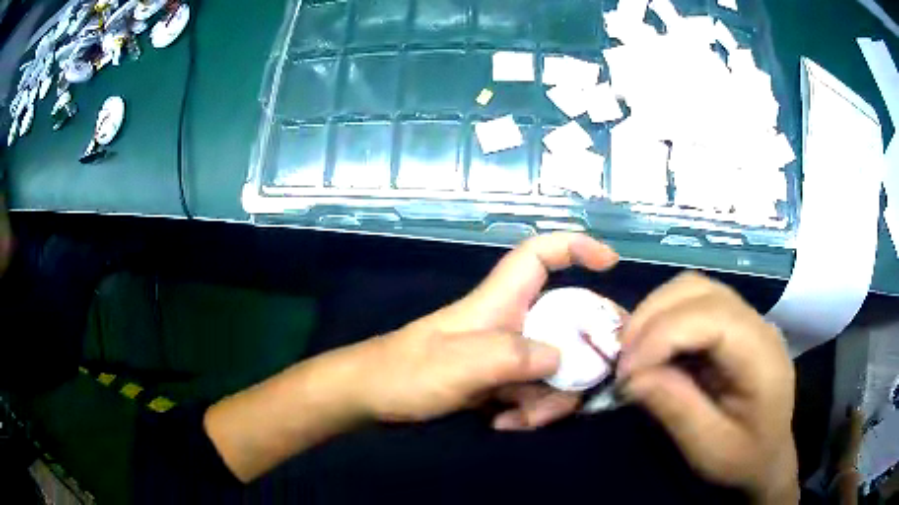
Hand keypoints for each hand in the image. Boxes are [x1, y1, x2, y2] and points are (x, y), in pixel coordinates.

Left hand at [359, 233, 619, 428]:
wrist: (372, 399)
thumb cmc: (406, 372)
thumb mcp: (460, 364)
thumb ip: (513, 357)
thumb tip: (563, 358)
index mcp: (500, 301)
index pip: (540, 255)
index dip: (576, 247)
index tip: (610, 264)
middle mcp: (511, 323)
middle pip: (567, 325)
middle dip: (579, 360)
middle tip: (582, 389)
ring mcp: (506, 355)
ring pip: (555, 367)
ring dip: (548, 400)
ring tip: (518, 419)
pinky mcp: (499, 381)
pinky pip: (534, 391)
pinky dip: (528, 411)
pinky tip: (504, 423)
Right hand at [616, 272, 797, 503]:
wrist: (769, 455)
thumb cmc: (744, 458)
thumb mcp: (710, 449)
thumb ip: (677, 410)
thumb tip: (633, 377)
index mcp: (761, 356)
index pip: (711, 318)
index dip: (662, 336)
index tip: (626, 373)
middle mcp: (757, 323)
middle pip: (699, 290)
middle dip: (651, 318)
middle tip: (623, 360)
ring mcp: (746, 318)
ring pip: (692, 288)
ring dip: (654, 312)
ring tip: (633, 352)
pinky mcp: (733, 323)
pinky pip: (692, 302)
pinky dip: (663, 317)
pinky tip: (652, 347)